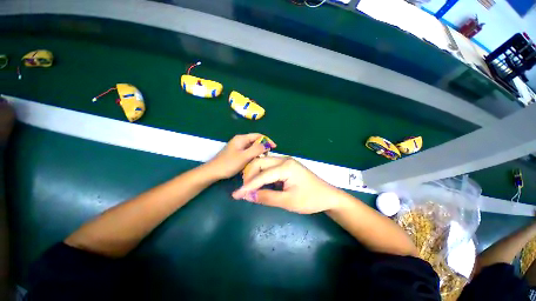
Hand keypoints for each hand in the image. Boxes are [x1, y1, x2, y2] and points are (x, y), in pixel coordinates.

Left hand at [206, 133, 275, 179]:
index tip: (274, 147)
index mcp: (241, 138)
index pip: (258, 135)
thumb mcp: (244, 157)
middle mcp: (240, 140)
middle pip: (255, 141)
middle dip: (263, 147)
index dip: (267, 140)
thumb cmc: (228, 164)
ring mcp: (238, 147)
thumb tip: (267, 144)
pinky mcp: (237, 153)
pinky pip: (248, 152)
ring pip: (252, 147)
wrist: (213, 172)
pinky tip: (255, 161)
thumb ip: (256, 149)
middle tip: (267, 155)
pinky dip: (253, 155)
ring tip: (262, 159)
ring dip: (258, 152)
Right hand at [232, 157, 340, 213]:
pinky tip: (260, 184)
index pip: (261, 175)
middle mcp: (284, 160)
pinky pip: (270, 168)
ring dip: (255, 175)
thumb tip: (247, 196)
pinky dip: (262, 175)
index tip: (235, 195)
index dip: (247, 186)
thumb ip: (266, 197)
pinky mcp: (287, 166)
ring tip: (250, 188)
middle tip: (245, 191)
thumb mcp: (288, 201)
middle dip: (249, 176)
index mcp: (286, 166)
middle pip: (260, 163)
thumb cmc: (311, 199)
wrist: (328, 196)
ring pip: (264, 164)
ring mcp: (285, 162)